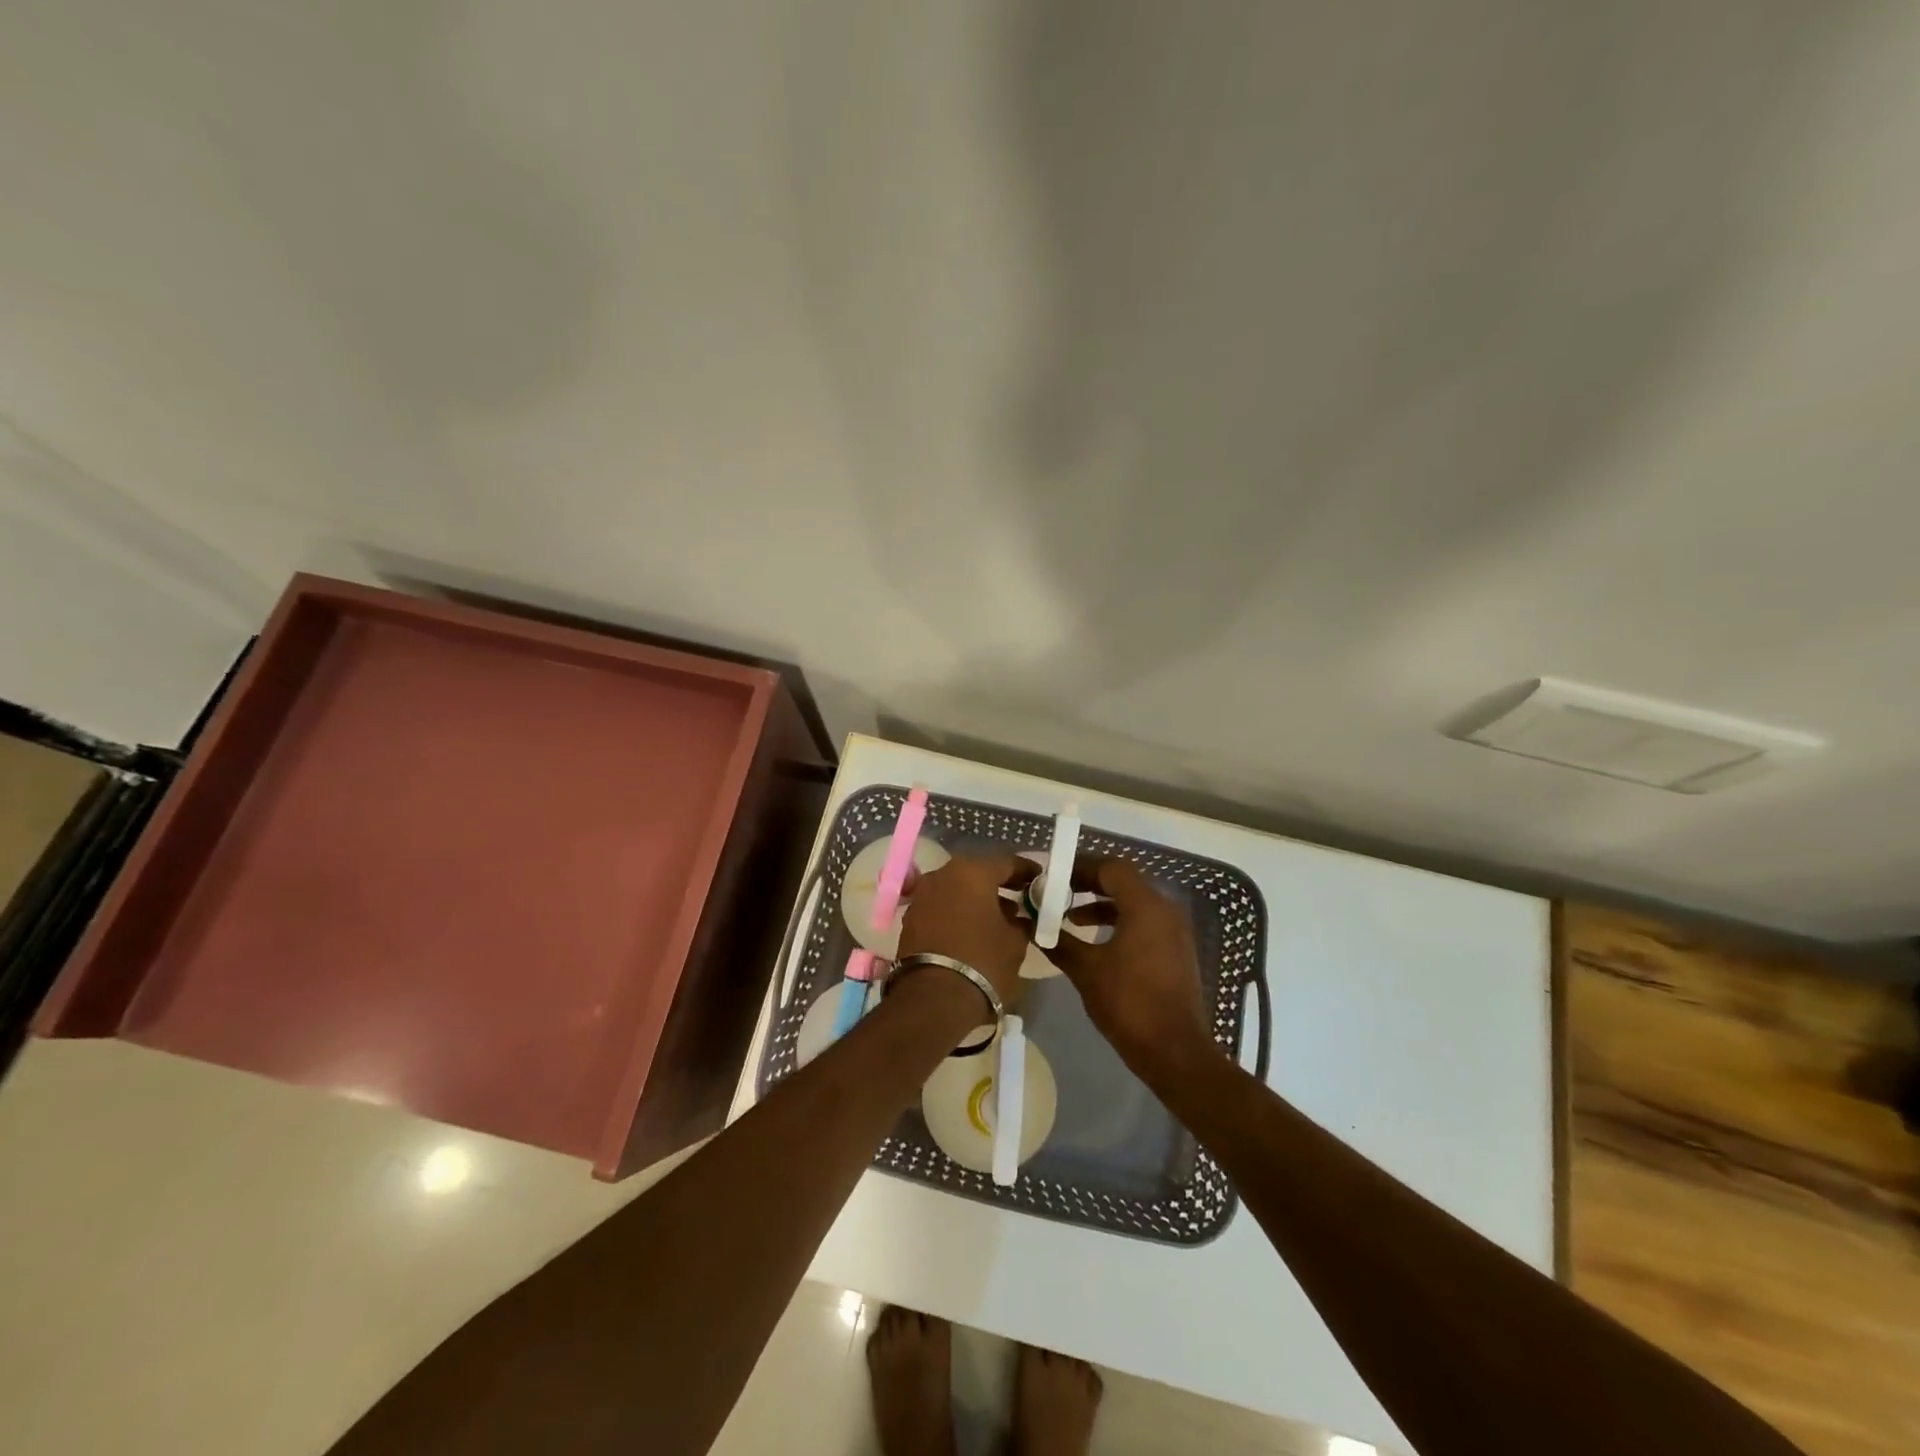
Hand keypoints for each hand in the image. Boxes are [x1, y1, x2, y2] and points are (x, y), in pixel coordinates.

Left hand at [896, 852, 1035, 1010]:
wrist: (934, 999)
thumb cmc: (983, 962)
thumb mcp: (1015, 942)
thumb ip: (1021, 922)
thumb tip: (1020, 918)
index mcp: (972, 872)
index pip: (1006, 862)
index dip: (1026, 871)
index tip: (1040, 880)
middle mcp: (942, 875)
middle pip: (977, 873)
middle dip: (999, 884)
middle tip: (1020, 897)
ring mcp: (922, 895)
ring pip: (956, 888)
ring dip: (976, 899)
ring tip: (999, 917)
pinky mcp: (910, 918)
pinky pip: (941, 906)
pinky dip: (957, 911)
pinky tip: (973, 929)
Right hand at [1048, 857, 1219, 1083]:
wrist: (1175, 1052)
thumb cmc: (1129, 1003)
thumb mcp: (1086, 970)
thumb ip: (1058, 941)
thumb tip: (1030, 923)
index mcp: (1146, 907)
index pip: (1112, 868)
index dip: (1081, 867)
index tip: (1054, 875)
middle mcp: (1165, 911)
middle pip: (1124, 882)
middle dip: (1089, 885)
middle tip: (1058, 892)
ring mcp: (1175, 932)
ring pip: (1134, 904)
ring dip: (1102, 906)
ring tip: (1070, 918)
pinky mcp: (1176, 952)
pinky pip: (1144, 923)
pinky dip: (1119, 923)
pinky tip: (1096, 942)